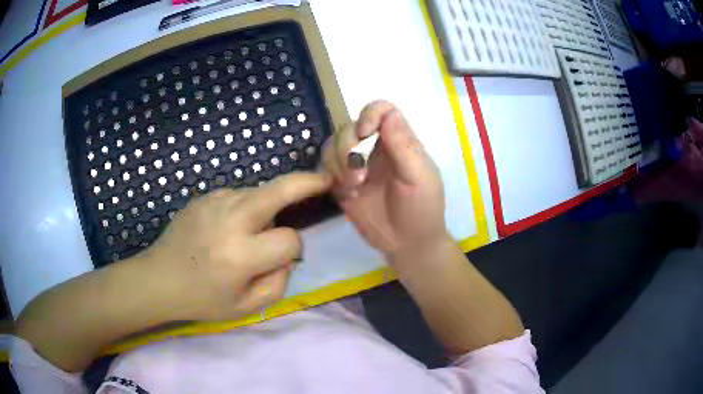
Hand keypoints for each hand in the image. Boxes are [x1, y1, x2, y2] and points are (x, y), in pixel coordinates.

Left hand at [138, 172, 331, 321]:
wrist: (159, 279)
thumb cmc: (202, 299)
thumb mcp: (245, 308)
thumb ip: (278, 283)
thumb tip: (287, 255)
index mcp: (240, 255)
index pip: (289, 240)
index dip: (292, 250)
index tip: (281, 259)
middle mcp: (230, 220)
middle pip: (279, 190)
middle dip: (306, 183)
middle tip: (325, 180)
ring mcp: (215, 202)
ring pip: (259, 193)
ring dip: (268, 206)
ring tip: (254, 227)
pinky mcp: (204, 196)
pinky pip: (238, 196)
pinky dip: (245, 207)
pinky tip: (229, 226)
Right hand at [323, 100, 448, 261]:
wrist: (408, 244)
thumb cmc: (422, 209)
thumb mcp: (419, 177)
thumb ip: (404, 145)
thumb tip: (389, 112)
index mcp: (398, 142)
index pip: (381, 110)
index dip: (369, 113)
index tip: (365, 133)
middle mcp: (375, 149)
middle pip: (349, 127)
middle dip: (347, 146)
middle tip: (358, 174)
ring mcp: (357, 166)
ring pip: (333, 145)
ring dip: (338, 163)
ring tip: (354, 187)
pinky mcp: (343, 184)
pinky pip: (326, 168)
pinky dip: (332, 176)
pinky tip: (348, 194)